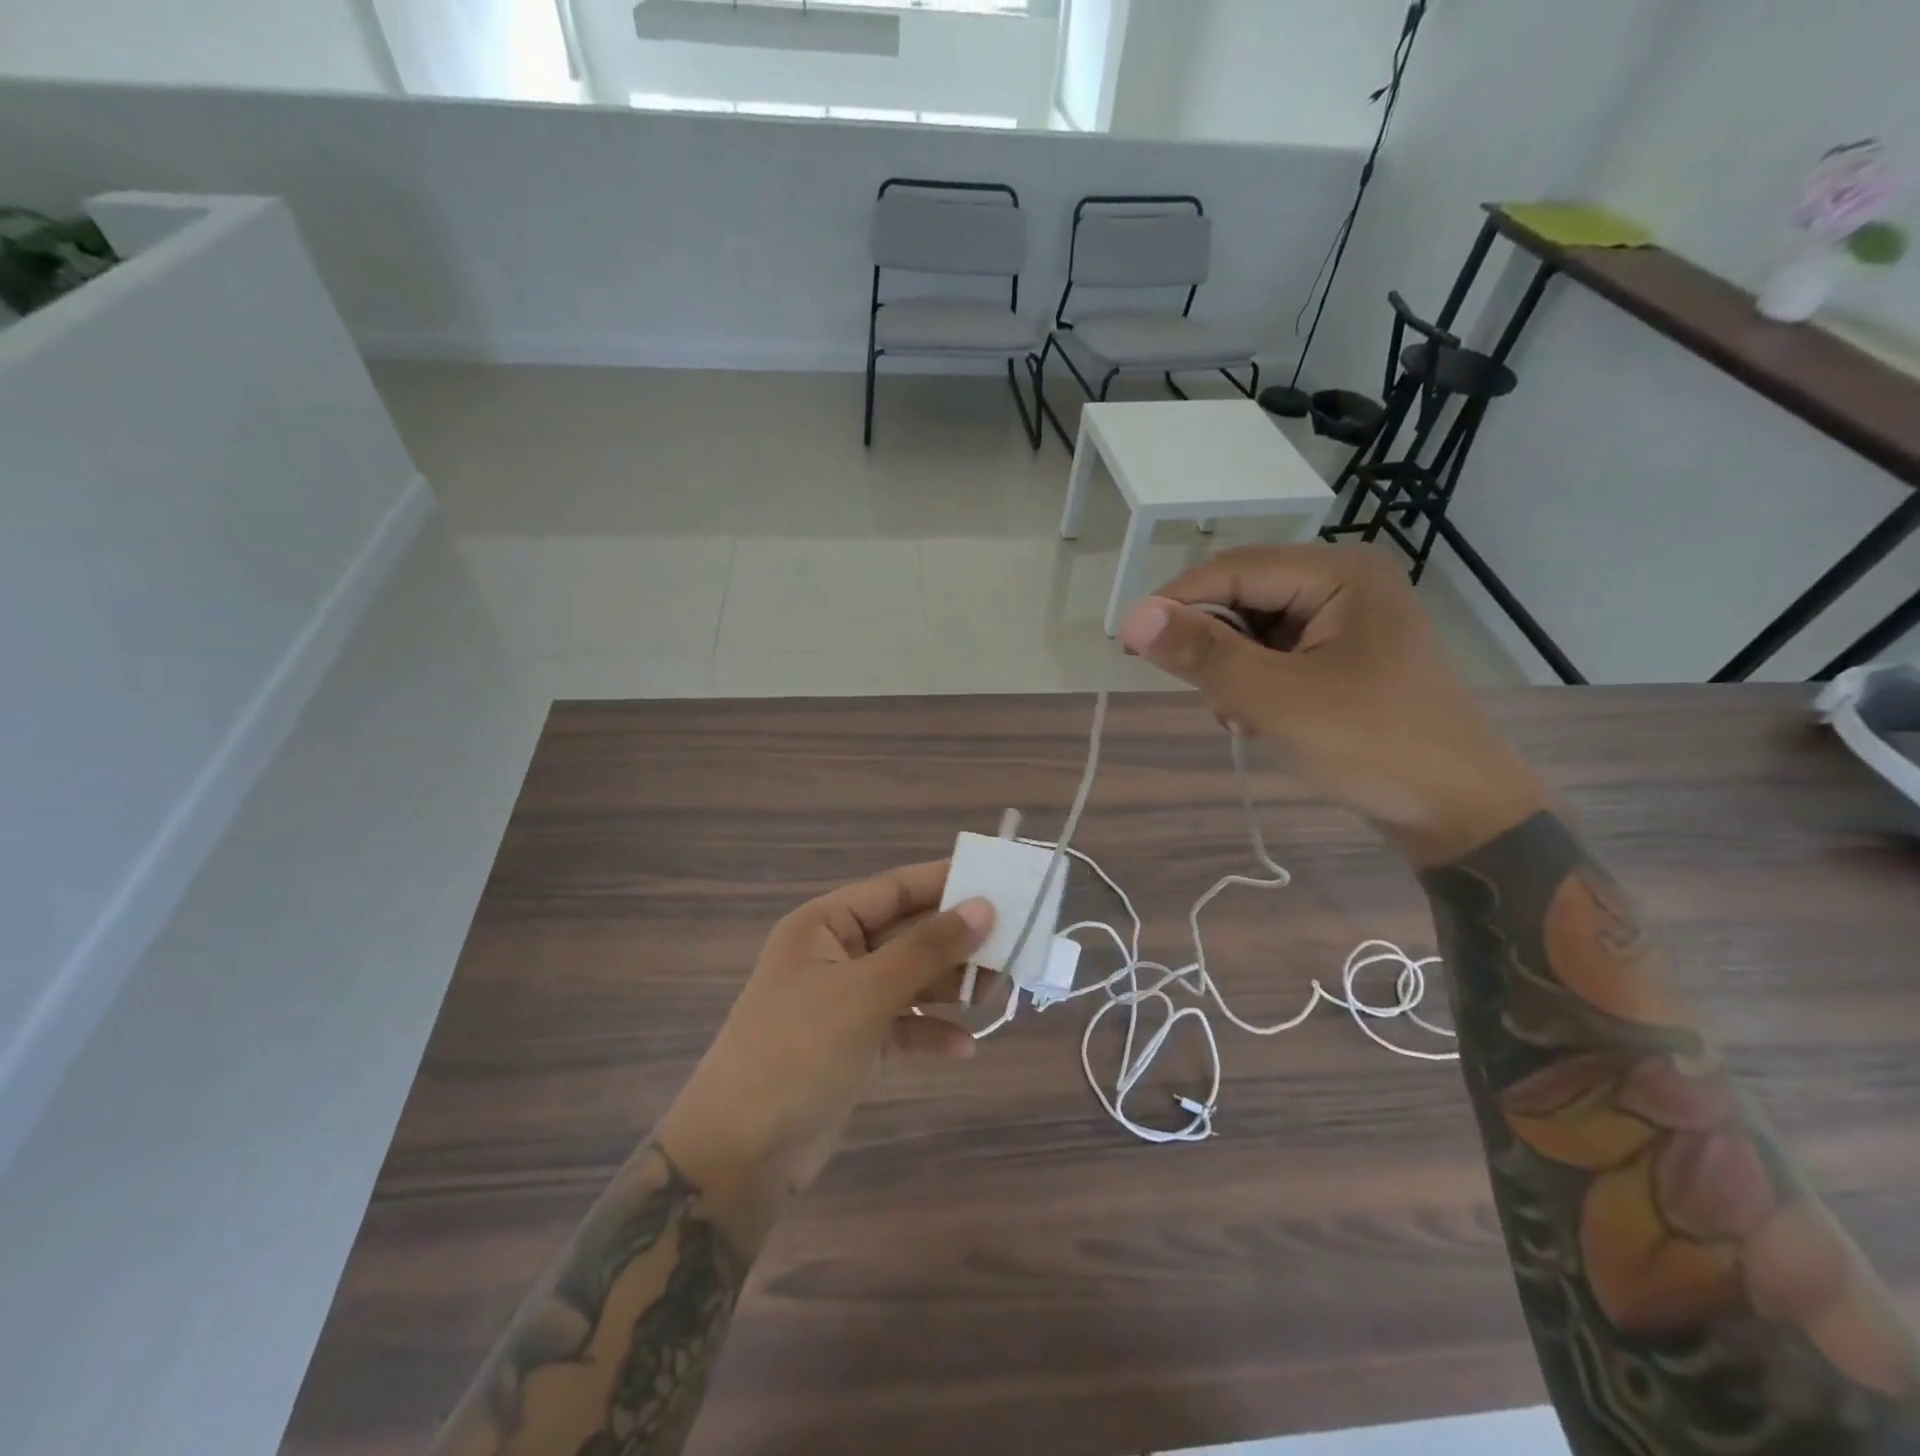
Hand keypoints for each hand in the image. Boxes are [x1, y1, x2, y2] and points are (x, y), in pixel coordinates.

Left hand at [656, 861, 991, 1225]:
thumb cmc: (798, 1052)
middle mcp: (836, 955)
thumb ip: (927, 949)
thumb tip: (984, 907)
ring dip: (951, 988)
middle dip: (957, 942)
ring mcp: (844, 1002)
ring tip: (998, 995)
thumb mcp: (865, 993)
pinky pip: (903, 1027)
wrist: (739, 1155)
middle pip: (909, 935)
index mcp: (825, 925)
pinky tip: (964, 1047)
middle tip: (1014, 945)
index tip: (1002, 880)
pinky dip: (931, 1033)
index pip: (896, 888)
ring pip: (911, 981)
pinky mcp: (854, 1045)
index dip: (947, 882)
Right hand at [1117, 543, 1546, 862]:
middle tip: (1202, 694)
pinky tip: (1257, 721)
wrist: (1458, 812)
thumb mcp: (1276, 699)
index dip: (1176, 603)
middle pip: (1244, 597)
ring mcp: (1347, 621)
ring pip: (1254, 630)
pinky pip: (1276, 655)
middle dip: (1213, 646)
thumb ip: (1203, 654)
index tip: (1128, 643)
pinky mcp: (1344, 657)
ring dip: (1232, 672)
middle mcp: (1344, 583)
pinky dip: (1254, 685)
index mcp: (1340, 573)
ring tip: (1240, 717)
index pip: (1234, 569)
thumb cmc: (1371, 746)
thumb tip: (1132, 615)